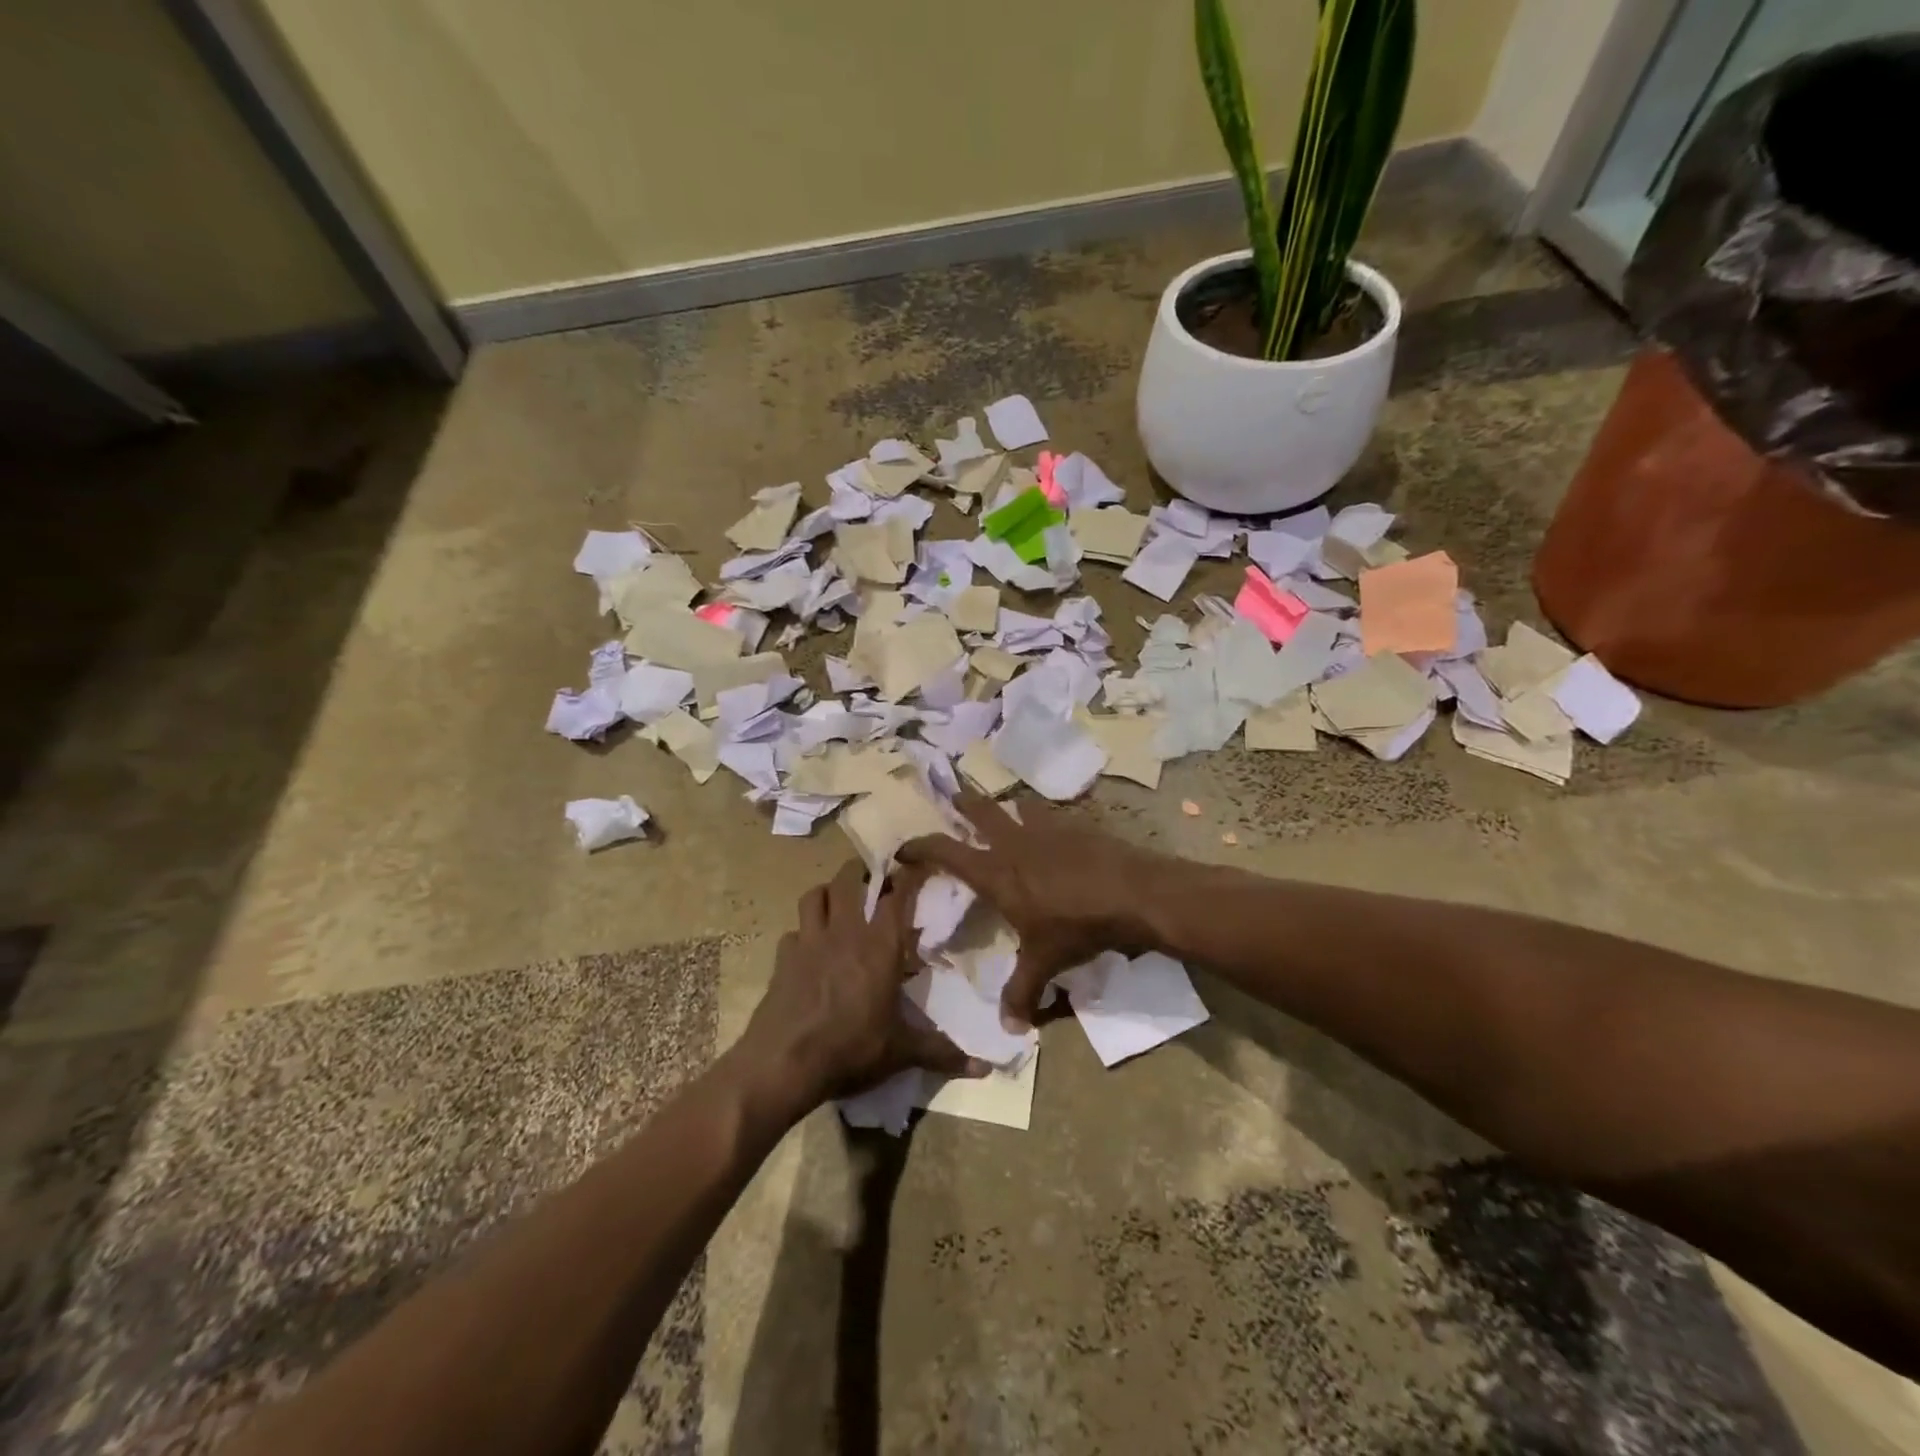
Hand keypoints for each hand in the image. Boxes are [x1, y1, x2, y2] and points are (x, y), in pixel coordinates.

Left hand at [743, 860, 980, 1104]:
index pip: (897, 895)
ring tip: (839, 902)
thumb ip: (942, 1052)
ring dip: (828, 892)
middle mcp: (845, 932)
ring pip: (815, 895)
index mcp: (880, 946)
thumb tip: (984, 1069)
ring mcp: (809, 941)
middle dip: (861, 872)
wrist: (784, 1063)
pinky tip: (808, 948)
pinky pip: (792, 932)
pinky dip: (802, 932)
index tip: (916, 864)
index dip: (907, 876)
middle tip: (873, 879)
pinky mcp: (783, 958)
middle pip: (848, 880)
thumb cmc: (851, 1048)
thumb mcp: (901, 1052)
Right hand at [899, 793, 1163, 1024]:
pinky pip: (1049, 815)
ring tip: (1002, 810)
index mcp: (996, 872)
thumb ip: (1022, 992)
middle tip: (950, 794)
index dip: (921, 846)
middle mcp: (1014, 843)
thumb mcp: (1044, 962)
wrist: (1132, 893)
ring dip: (1004, 807)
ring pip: (1016, 807)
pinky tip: (1050, 829)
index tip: (904, 848)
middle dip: (961, 802)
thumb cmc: (1077, 926)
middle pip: (979, 811)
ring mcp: (1046, 829)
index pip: (946, 851)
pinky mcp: (1075, 826)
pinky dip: (1041, 818)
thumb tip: (1009, 1028)